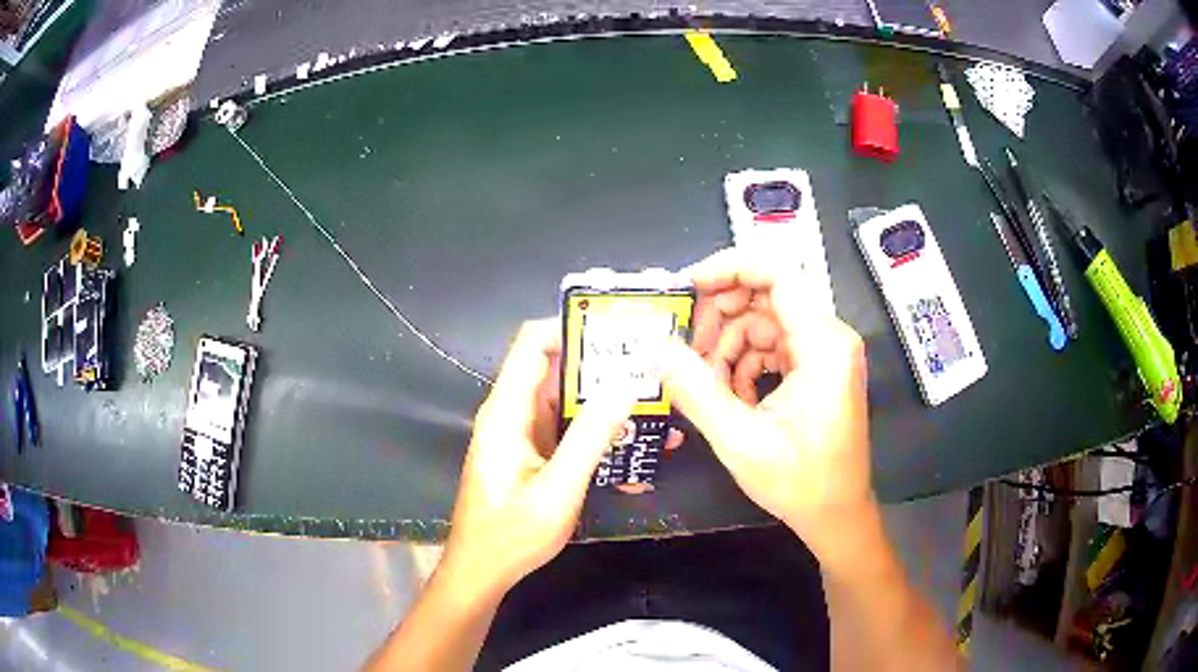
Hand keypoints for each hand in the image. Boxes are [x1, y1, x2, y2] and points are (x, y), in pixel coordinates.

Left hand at [439, 319, 633, 601]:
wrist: (482, 570)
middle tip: (652, 369)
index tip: (620, 332)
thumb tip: (624, 386)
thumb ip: (589, 438)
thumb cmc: (511, 534)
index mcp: (507, 412)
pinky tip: (634, 447)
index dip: (572, 327)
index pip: (534, 343)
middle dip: (603, 366)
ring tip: (655, 405)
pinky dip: (598, 430)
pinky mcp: (533, 452)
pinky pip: (568, 428)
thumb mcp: (557, 490)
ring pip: (567, 400)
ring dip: (606, 402)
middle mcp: (512, 413)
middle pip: (556, 368)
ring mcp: (523, 433)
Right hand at [662, 248, 875, 565]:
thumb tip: (653, 347)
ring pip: (765, 323)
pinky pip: (773, 347)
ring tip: (706, 384)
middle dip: (720, 317)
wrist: (837, 514)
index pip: (778, 273)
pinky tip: (728, 395)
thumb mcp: (739, 439)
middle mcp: (829, 337)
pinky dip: (744, 363)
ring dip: (728, 346)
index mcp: (823, 344)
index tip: (688, 286)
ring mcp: (825, 353)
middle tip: (685, 347)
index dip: (730, 267)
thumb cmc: (799, 482)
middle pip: (767, 296)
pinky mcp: (817, 369)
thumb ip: (694, 389)